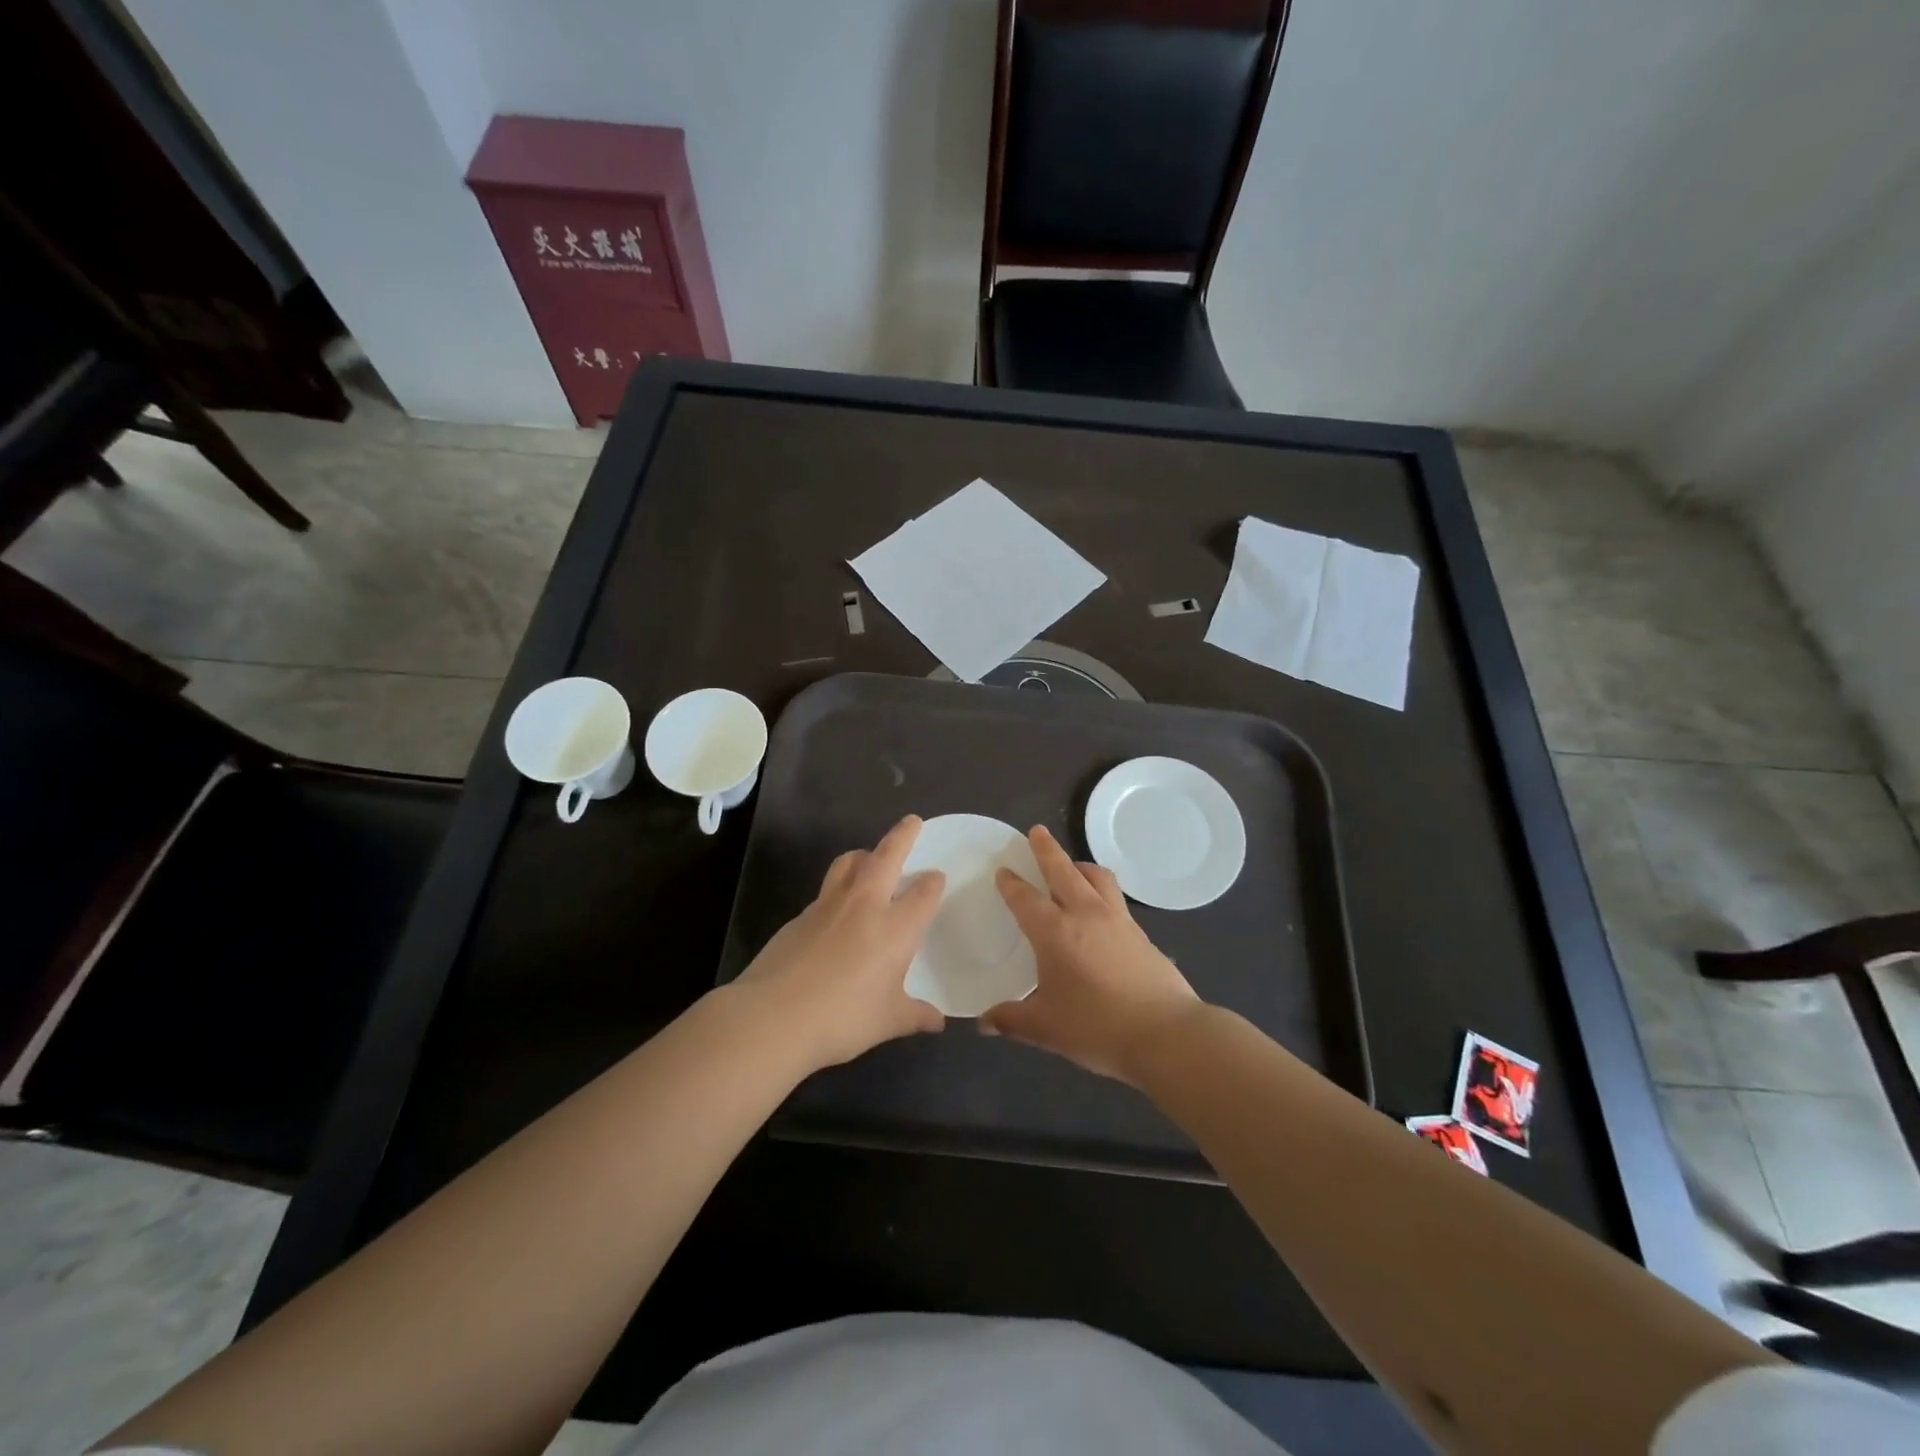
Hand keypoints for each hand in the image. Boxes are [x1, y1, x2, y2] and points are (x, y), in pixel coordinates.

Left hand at [732, 815, 946, 1069]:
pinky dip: (838, 888)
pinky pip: (825, 891)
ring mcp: (828, 906)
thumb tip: (937, 1021)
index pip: (923, 892)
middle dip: (902, 836)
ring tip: (869, 858)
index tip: (936, 878)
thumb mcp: (888, 1021)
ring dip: (864, 854)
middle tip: (912, 822)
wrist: (773, 1016)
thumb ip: (916, 1015)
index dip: (933, 882)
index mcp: (896, 927)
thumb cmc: (842, 1018)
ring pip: (849, 863)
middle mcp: (865, 905)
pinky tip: (836, 912)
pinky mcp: (799, 916)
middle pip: (886, 856)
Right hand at [983, 826, 1200, 1085]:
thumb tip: (984, 1022)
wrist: (1165, 1033)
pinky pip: (1115, 897)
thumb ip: (1011, 1021)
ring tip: (1072, 865)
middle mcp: (1085, 914)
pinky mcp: (1140, 932)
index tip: (1003, 870)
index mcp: (1055, 932)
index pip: (1026, 899)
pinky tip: (1100, 907)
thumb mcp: (1045, 1029)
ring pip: (1097, 877)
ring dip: (1079, 865)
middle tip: (1037, 832)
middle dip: (1047, 850)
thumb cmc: (1097, 1027)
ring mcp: (1117, 920)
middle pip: (1063, 870)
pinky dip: (1101, 889)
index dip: (1011, 884)